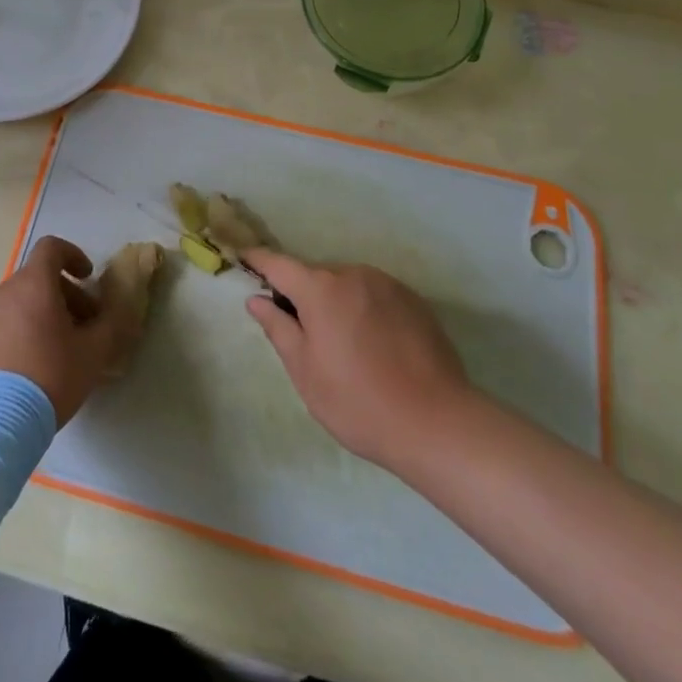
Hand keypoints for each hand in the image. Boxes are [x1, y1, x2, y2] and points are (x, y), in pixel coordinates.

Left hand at [0, 236, 146, 423]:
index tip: (88, 278)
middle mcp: (5, 292)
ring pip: (21, 301)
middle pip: (39, 277)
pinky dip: (23, 331)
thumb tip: (124, 311)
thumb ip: (112, 325)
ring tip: (61, 349)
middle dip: (66, 294)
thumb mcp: (93, 353)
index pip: (51, 248)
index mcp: (33, 284)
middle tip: (85, 324)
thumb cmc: (49, 376)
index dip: (73, 256)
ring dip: (45, 313)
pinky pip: (4, 324)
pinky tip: (35, 367)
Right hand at [242, 249, 477, 472]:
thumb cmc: (358, 402)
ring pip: (348, 285)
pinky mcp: (413, 300)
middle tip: (304, 334)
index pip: (279, 264)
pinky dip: (366, 310)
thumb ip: (278, 329)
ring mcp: (387, 284)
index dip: (259, 260)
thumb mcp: (306, 373)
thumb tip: (256, 300)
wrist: (437, 423)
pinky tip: (376, 346)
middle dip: (304, 295)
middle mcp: (353, 274)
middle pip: (316, 276)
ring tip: (346, 346)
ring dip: (338, 302)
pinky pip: (376, 295)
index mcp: (320, 289)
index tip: (244, 257)